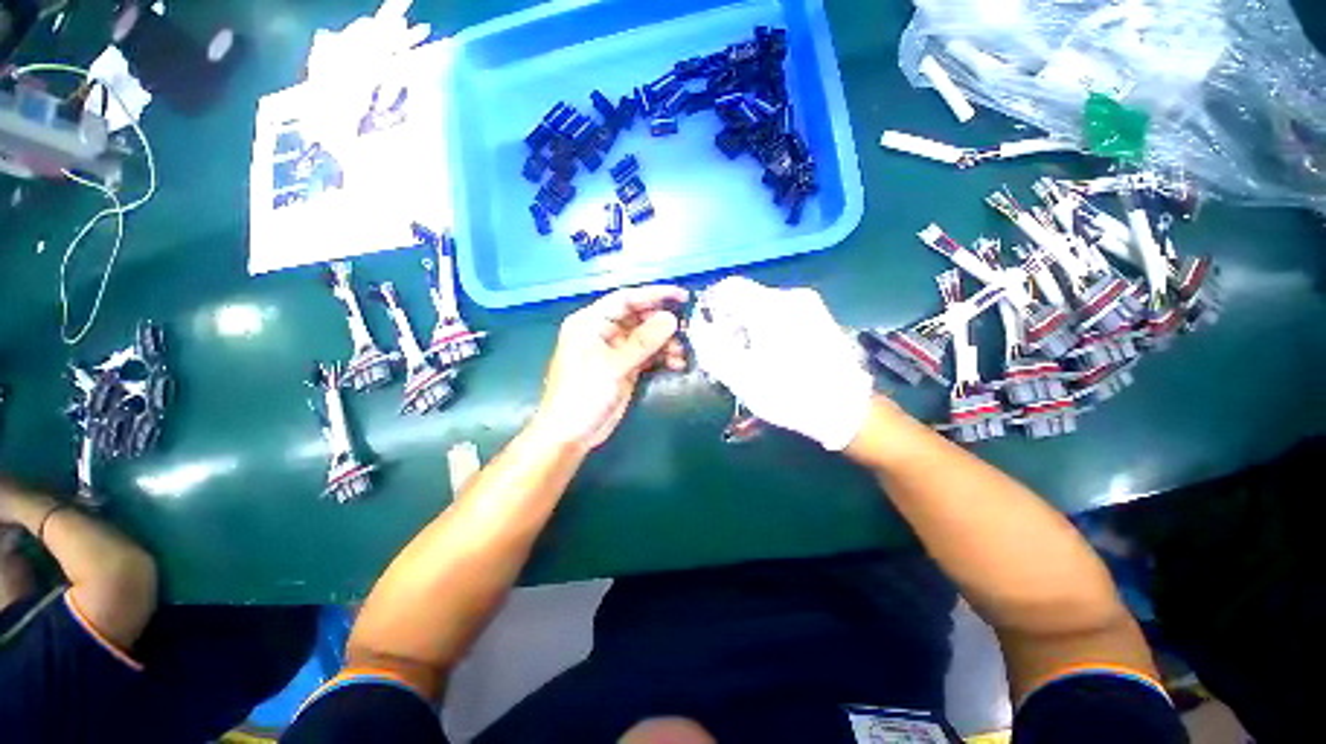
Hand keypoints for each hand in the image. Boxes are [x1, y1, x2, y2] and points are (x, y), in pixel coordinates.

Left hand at [532, 285, 689, 450]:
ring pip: (645, 337)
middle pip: (638, 318)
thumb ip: (643, 342)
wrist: (570, 434)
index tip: (682, 296)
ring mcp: (614, 351)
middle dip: (662, 324)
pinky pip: (647, 355)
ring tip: (681, 354)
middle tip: (685, 331)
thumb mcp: (613, 366)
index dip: (654, 294)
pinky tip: (676, 364)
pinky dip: (661, 357)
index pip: (626, 299)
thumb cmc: (583, 394)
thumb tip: (671, 319)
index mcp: (591, 322)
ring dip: (665, 343)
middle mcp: (603, 332)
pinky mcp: (623, 367)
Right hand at [687, 277, 872, 450]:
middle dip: (728, 324)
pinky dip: (766, 330)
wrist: (847, 410)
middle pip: (745, 298)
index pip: (728, 287)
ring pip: (762, 307)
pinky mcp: (819, 317)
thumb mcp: (740, 376)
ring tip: (746, 361)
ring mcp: (809, 306)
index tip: (706, 332)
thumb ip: (711, 348)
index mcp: (771, 307)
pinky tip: (769, 357)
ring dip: (746, 329)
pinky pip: (781, 315)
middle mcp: (791, 297)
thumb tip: (698, 326)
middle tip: (724, 356)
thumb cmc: (789, 394)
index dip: (711, 306)